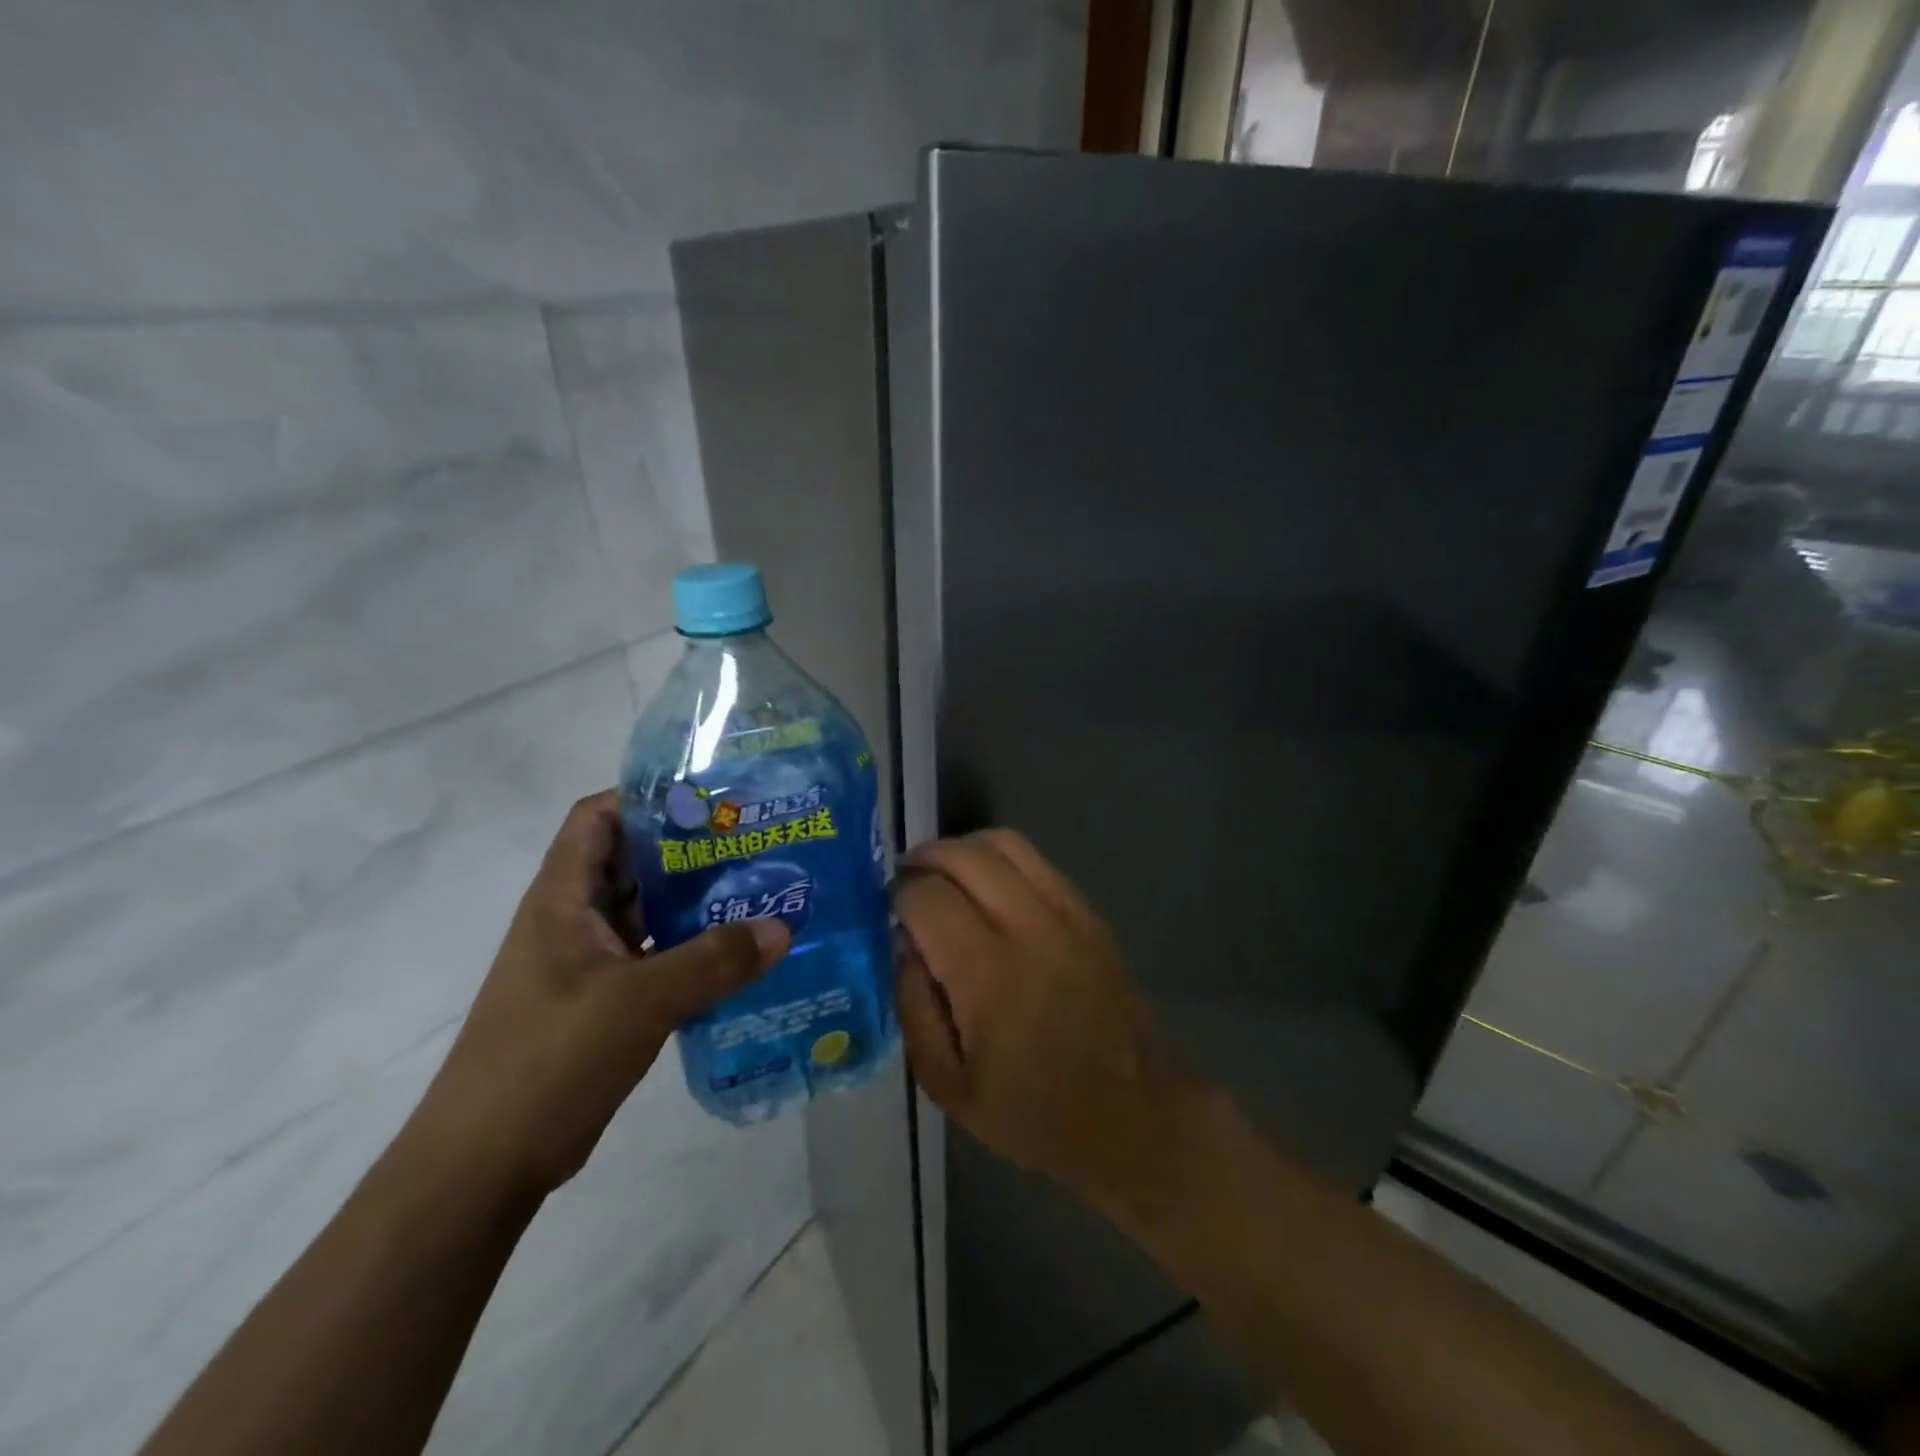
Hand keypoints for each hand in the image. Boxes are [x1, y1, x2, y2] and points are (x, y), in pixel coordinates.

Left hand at [412, 791, 788, 1198]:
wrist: (482, 1167)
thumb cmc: (547, 1061)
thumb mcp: (637, 1002)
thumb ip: (713, 961)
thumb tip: (782, 927)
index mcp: (562, 899)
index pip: (598, 817)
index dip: (647, 797)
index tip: (712, 799)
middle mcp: (573, 920)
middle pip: (633, 862)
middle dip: (690, 848)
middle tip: (756, 842)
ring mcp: (587, 963)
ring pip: (648, 911)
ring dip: (696, 901)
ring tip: (760, 891)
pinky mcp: (603, 1002)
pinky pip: (656, 956)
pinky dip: (692, 949)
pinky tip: (740, 956)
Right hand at [894, 829, 1199, 1218]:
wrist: (1134, 1116)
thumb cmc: (1034, 1114)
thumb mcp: (947, 1086)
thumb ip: (913, 1007)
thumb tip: (902, 944)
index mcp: (987, 973)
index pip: (926, 895)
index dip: (896, 895)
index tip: (885, 913)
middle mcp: (1028, 926)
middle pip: (963, 854)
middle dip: (923, 859)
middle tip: (905, 885)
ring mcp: (1067, 912)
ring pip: (1004, 842)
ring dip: (962, 850)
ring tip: (943, 878)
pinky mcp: (1089, 912)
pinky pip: (1037, 861)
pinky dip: (1000, 861)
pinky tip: (989, 891)